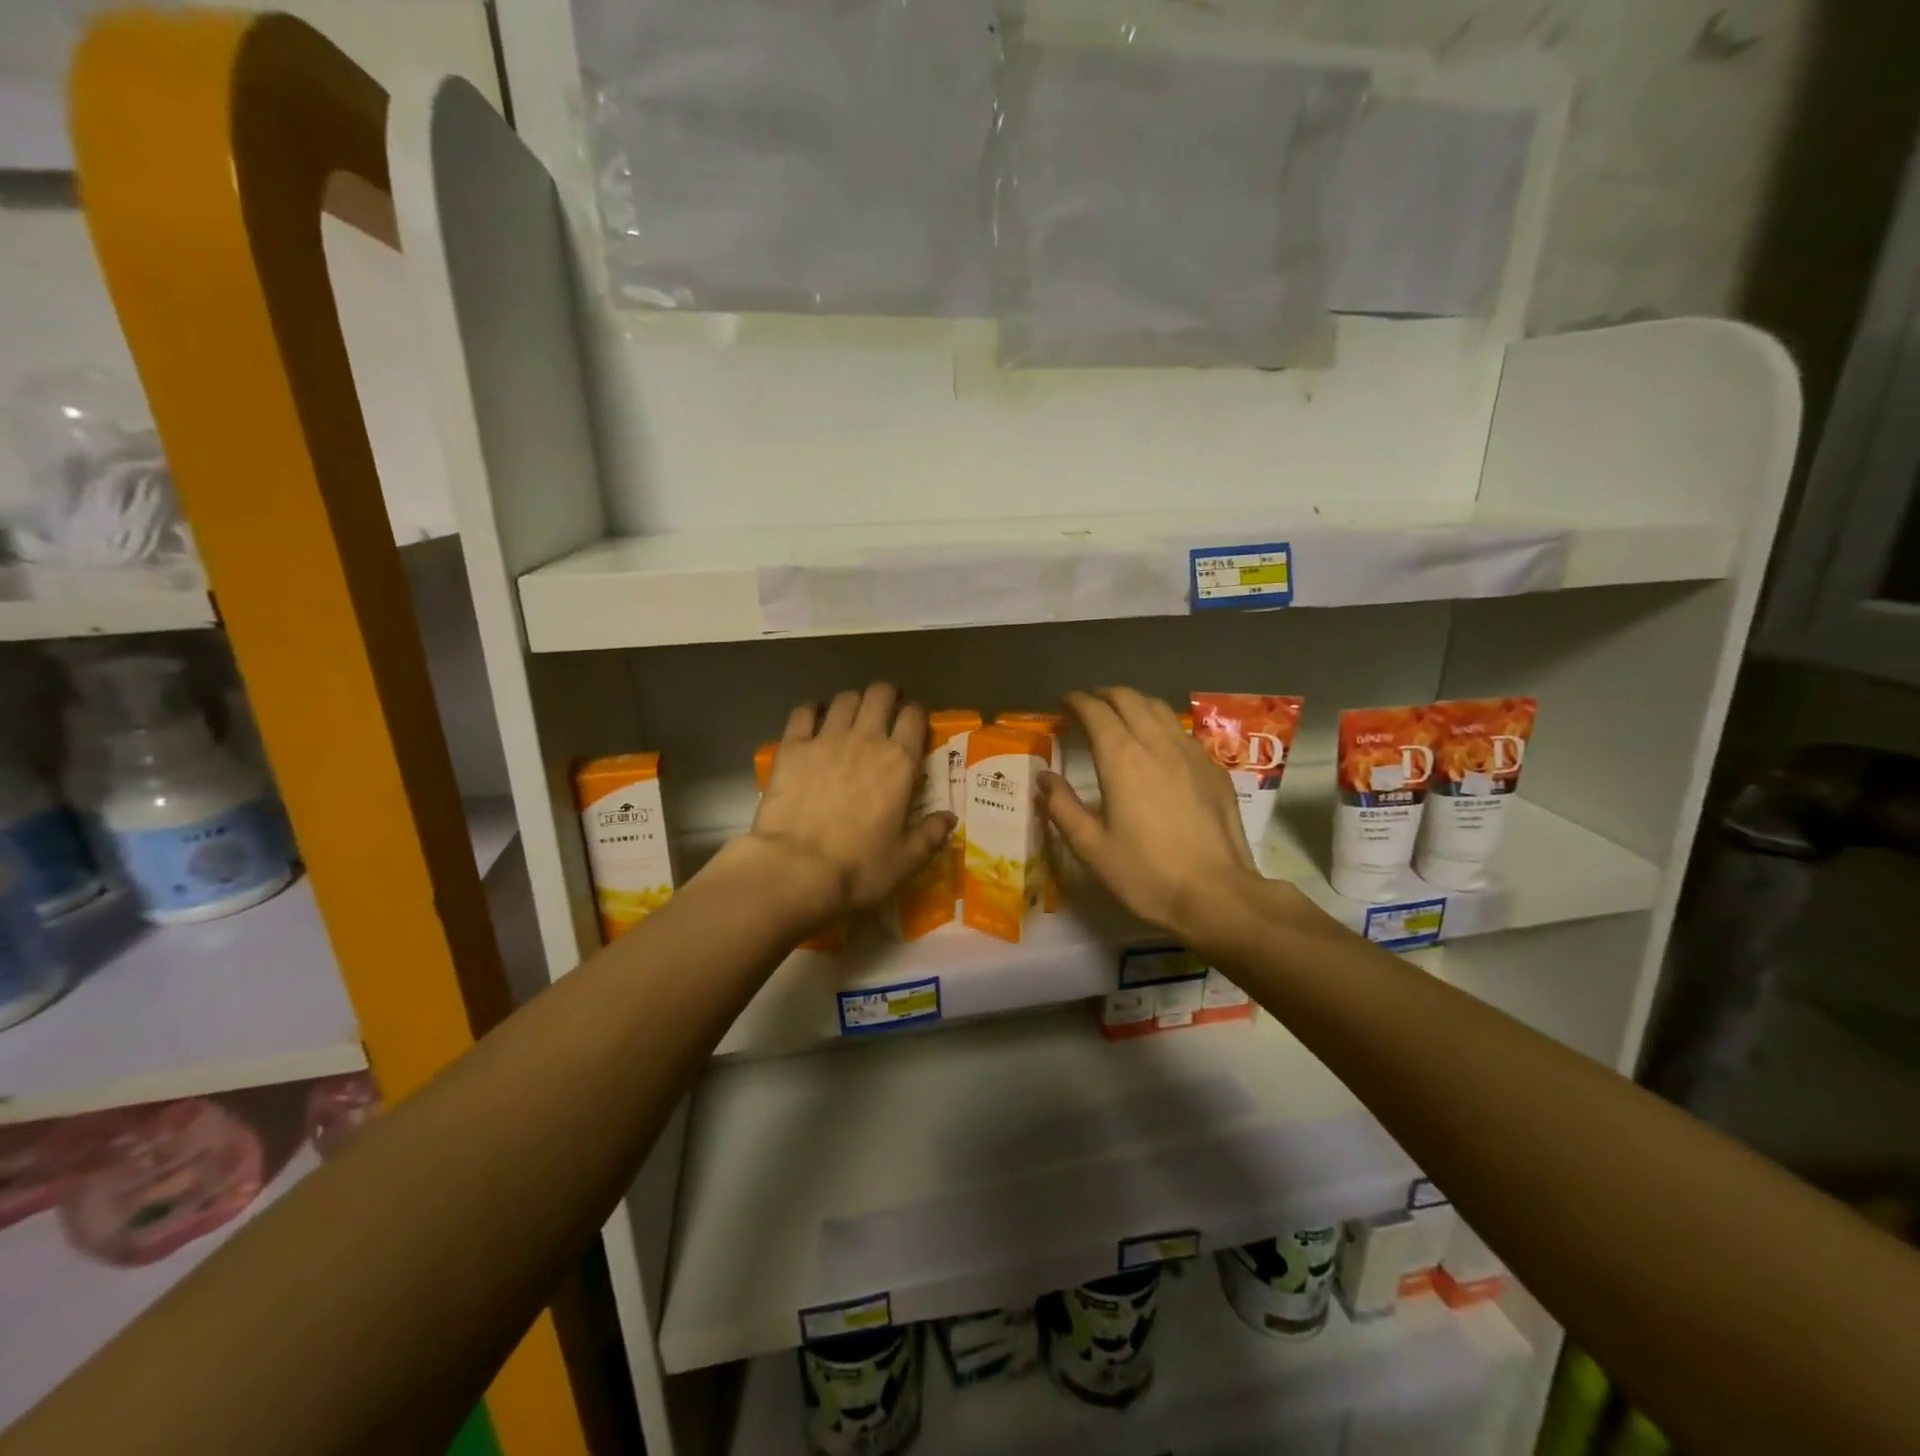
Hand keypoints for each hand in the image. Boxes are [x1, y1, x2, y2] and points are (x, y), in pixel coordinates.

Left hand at [749, 683, 954, 921]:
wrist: (796, 868)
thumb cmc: (858, 867)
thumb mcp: (905, 860)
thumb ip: (930, 835)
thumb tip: (950, 819)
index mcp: (900, 763)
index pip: (914, 717)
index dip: (916, 714)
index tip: (913, 724)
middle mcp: (867, 740)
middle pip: (880, 694)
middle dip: (886, 696)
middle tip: (884, 711)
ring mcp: (826, 739)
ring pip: (845, 698)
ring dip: (853, 702)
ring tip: (851, 717)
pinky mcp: (792, 747)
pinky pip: (803, 712)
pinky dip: (812, 710)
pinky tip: (813, 718)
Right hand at [1040, 688, 1263, 943]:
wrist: (1217, 894)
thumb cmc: (1146, 873)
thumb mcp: (1091, 847)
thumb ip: (1062, 807)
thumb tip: (1044, 778)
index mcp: (1121, 758)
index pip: (1095, 711)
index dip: (1076, 702)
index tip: (1062, 705)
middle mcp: (1157, 743)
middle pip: (1129, 698)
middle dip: (1103, 695)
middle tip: (1087, 707)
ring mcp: (1191, 752)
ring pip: (1159, 708)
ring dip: (1134, 704)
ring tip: (1120, 718)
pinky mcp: (1213, 769)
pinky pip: (1181, 731)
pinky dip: (1160, 726)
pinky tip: (1158, 748)